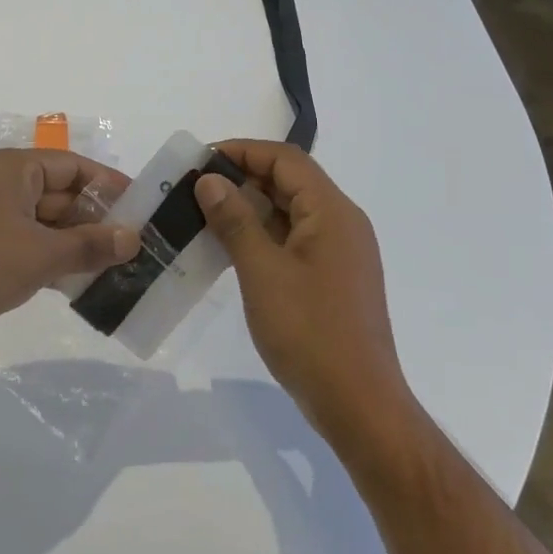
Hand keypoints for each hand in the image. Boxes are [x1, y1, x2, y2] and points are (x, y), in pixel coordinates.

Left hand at [0, 150, 137, 363]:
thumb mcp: (41, 256)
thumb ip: (90, 245)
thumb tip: (133, 238)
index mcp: (9, 169)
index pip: (71, 166)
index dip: (108, 185)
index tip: (142, 208)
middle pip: (58, 193)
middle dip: (96, 219)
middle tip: (136, 244)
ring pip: (44, 223)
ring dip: (76, 243)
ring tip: (119, 267)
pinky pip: (26, 245)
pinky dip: (52, 259)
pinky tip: (82, 283)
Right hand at [194, 140, 409, 443]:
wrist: (358, 403)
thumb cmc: (309, 332)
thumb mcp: (263, 271)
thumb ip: (236, 221)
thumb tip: (210, 180)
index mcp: (332, 212)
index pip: (285, 159)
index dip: (242, 151)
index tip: (200, 161)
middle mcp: (341, 224)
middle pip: (290, 182)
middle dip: (242, 179)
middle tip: (194, 190)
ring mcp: (339, 253)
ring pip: (290, 213)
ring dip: (249, 210)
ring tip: (203, 217)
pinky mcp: (332, 279)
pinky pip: (294, 241)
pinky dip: (262, 237)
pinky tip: (229, 250)